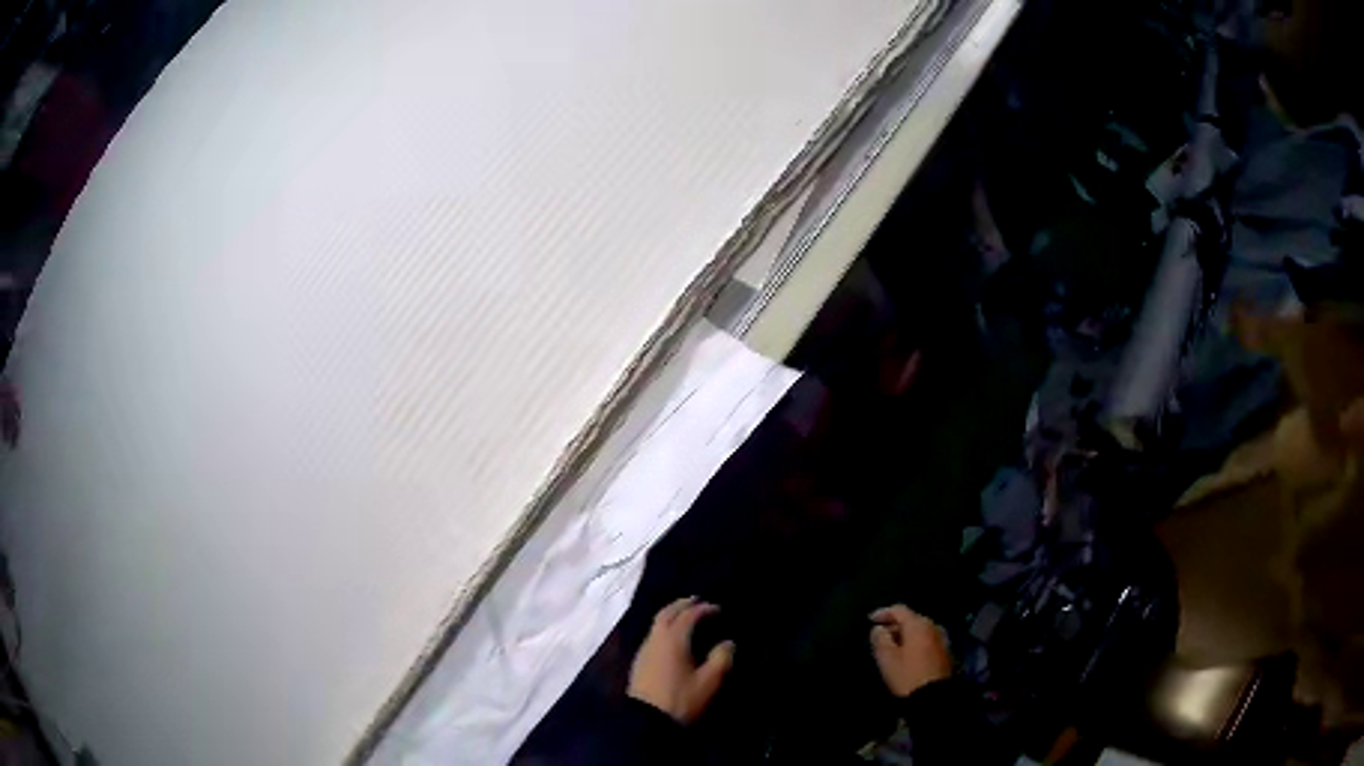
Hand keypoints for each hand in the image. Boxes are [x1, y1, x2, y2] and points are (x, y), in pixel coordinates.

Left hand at [628, 597, 734, 723]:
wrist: (646, 720)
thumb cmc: (681, 698)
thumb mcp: (708, 681)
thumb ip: (720, 659)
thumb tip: (728, 643)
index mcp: (673, 640)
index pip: (688, 616)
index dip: (703, 609)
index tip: (717, 608)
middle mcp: (655, 639)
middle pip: (666, 613)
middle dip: (682, 605)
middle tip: (696, 601)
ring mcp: (644, 650)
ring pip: (657, 623)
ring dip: (670, 615)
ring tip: (685, 616)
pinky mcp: (639, 661)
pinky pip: (653, 635)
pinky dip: (664, 627)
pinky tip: (671, 638)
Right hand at [869, 605, 950, 697]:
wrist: (934, 695)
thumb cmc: (907, 674)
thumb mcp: (887, 658)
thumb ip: (880, 639)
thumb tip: (878, 628)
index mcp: (918, 624)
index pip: (899, 610)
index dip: (883, 613)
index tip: (870, 620)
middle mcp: (933, 626)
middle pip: (911, 619)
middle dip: (894, 624)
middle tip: (880, 634)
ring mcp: (941, 638)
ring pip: (919, 630)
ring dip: (905, 634)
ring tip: (892, 644)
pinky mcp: (945, 651)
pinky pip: (926, 639)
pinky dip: (914, 641)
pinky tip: (907, 652)